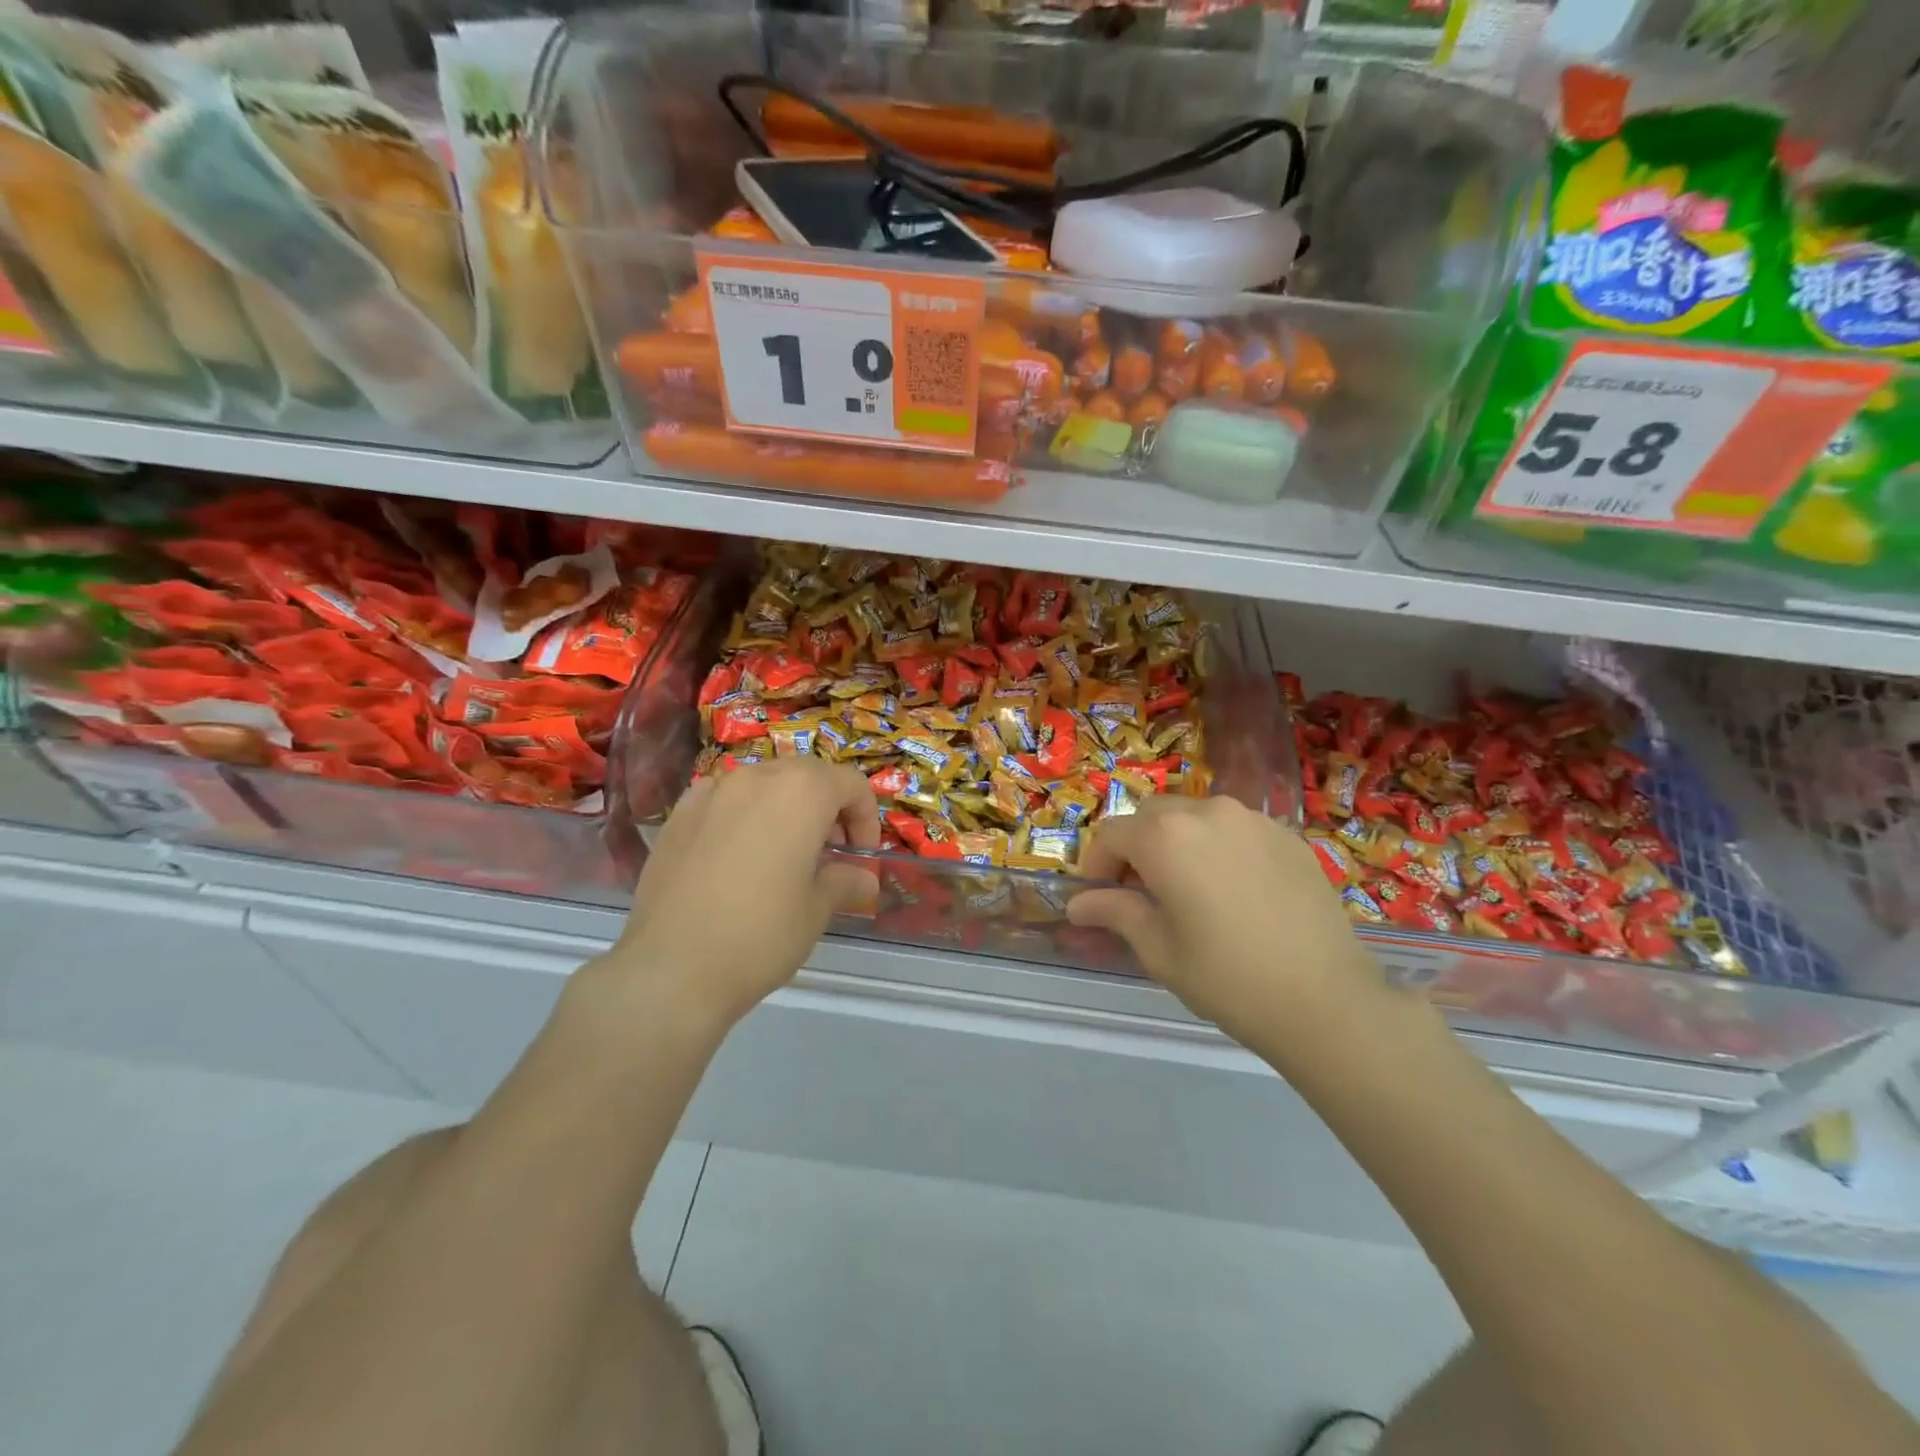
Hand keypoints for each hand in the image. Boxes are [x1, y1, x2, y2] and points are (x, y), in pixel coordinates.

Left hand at [606, 758, 879, 1031]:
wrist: (670, 970)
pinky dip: (743, 813)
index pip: (851, 784)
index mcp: (800, 792)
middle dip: (828, 807)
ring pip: (764, 782)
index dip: (866, 817)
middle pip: (808, 775)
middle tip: (829, 853)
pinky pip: (723, 798)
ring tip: (784, 853)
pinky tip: (737, 853)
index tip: (860, 856)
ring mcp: (711, 792)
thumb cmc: (759, 936)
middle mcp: (756, 777)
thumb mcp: (816, 911)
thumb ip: (844, 881)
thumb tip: (864, 879)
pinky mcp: (678, 815)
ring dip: (786, 807)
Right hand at [1068, 797, 1387, 1053]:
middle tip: (1141, 894)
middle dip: (1136, 848)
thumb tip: (1077, 903)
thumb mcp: (1158, 950)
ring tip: (1189, 890)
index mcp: (1165, 837)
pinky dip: (1219, 848)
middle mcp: (1207, 811)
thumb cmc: (1227, 978)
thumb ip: (1115, 912)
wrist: (1327, 1001)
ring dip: (1178, 843)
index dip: (1096, 864)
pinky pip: (1236, 829)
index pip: (1111, 834)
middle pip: (1152, 816)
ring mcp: (1252, 819)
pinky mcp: (1288, 835)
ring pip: (1195, 817)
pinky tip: (1234, 891)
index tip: (1098, 898)